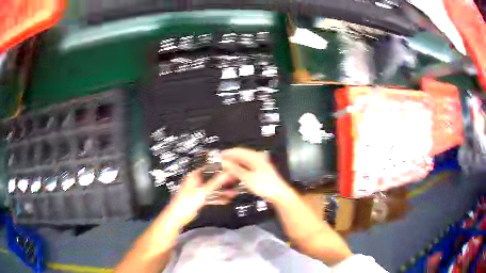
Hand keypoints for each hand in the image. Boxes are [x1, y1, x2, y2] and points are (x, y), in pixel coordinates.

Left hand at [165, 169, 236, 228]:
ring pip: (213, 189)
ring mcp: (199, 191)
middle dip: (224, 181)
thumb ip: (216, 182)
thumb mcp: (203, 191)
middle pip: (213, 179)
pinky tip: (228, 200)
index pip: (209, 168)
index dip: (220, 168)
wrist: (178, 217)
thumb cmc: (186, 202)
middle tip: (236, 181)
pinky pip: (211, 197)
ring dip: (222, 191)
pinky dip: (218, 198)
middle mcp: (197, 182)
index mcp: (194, 176)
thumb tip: (228, 173)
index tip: (232, 169)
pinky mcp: (200, 200)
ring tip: (235, 192)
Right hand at [222, 148, 290, 202]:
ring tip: (226, 175)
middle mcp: (257, 159)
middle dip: (229, 163)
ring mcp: (258, 166)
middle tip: (220, 168)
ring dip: (233, 169)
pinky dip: (239, 173)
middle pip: (239, 158)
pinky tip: (235, 179)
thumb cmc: (267, 186)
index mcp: (254, 157)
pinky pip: (245, 170)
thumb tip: (225, 163)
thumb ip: (234, 169)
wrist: (278, 194)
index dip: (226, 154)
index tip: (218, 158)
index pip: (236, 151)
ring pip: (242, 165)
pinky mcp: (259, 173)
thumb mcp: (247, 177)